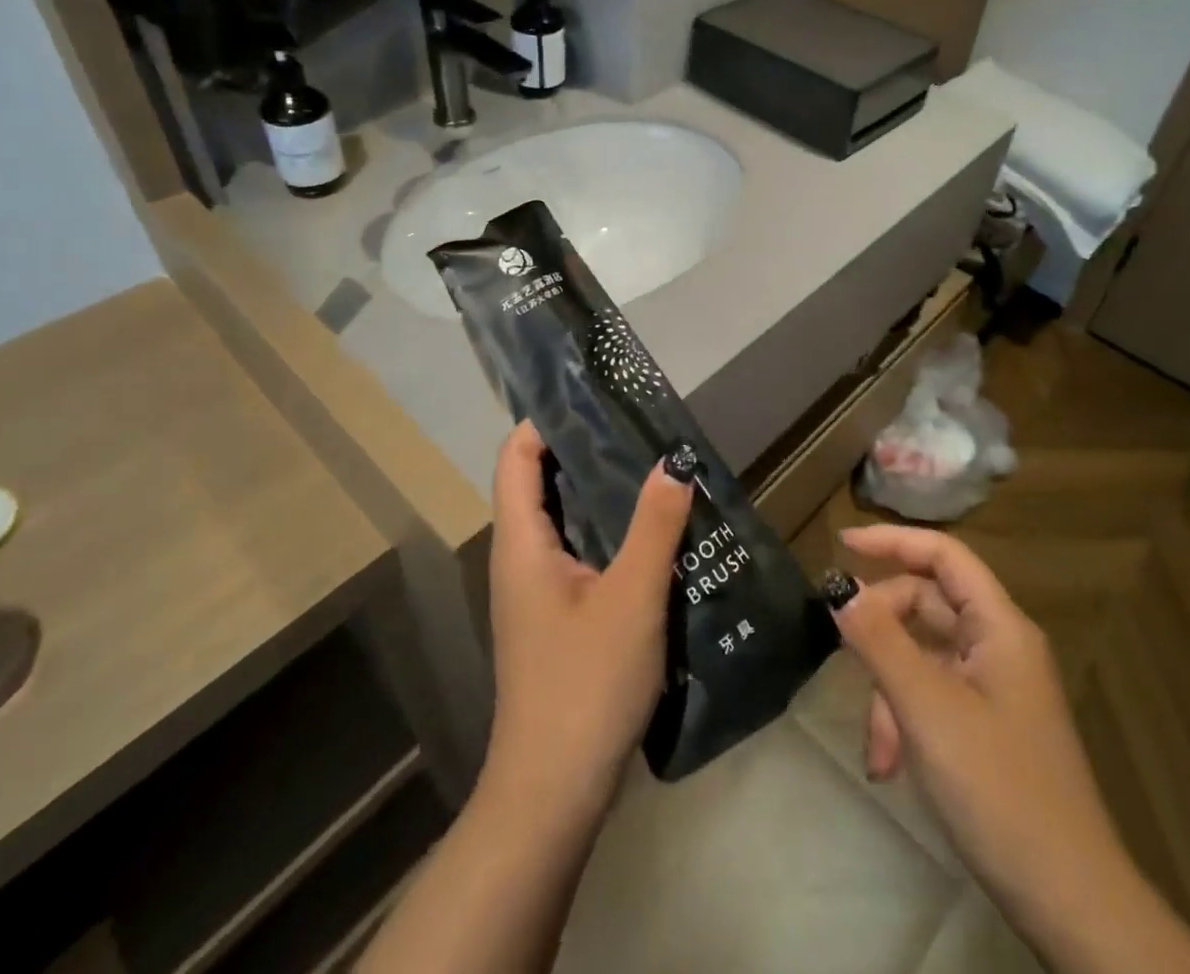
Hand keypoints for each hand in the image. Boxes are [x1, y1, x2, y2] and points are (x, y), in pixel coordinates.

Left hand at [482, 420, 693, 825]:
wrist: (553, 792)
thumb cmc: (585, 683)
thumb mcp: (632, 598)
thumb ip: (654, 526)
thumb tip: (674, 462)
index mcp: (521, 542)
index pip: (515, 457)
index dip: (545, 420)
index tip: (593, 397)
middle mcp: (520, 557)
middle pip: (540, 482)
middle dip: (583, 450)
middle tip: (638, 426)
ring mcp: (536, 590)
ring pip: (563, 519)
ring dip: (600, 492)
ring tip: (652, 467)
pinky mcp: (556, 616)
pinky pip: (578, 552)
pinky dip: (607, 530)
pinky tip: (651, 533)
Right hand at [828, 524, 1129, 922]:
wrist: (1069, 903)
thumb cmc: (997, 788)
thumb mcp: (926, 707)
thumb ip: (879, 639)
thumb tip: (839, 586)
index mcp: (1000, 627)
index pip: (944, 554)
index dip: (892, 540)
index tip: (841, 544)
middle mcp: (1000, 645)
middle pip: (927, 604)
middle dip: (882, 633)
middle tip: (842, 653)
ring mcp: (995, 687)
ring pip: (924, 655)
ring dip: (889, 689)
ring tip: (875, 749)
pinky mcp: (988, 724)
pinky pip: (934, 694)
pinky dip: (905, 718)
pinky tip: (890, 764)